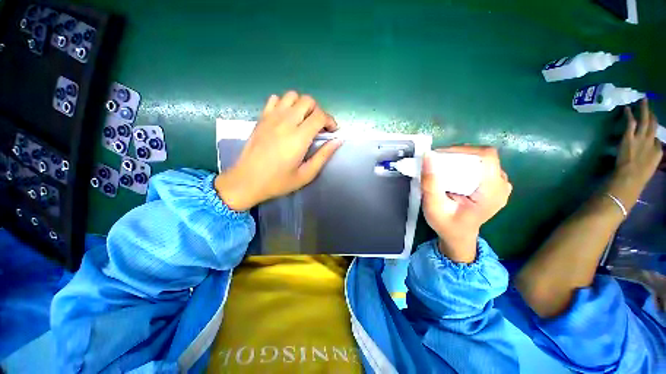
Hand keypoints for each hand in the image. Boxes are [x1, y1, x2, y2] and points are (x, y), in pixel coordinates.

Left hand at [215, 92, 342, 210]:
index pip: (320, 116)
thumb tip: (338, 140)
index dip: (330, 121)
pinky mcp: (261, 118)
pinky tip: (286, 118)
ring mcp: (271, 117)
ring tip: (303, 121)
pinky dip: (285, 104)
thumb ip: (323, 156)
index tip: (332, 132)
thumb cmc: (278, 182)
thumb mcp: (306, 174)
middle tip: (318, 127)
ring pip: (292, 96)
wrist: (246, 181)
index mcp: (298, 138)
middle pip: (307, 101)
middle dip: (318, 111)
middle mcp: (285, 122)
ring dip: (302, 105)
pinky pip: (275, 99)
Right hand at [421, 146, 512, 262]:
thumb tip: (428, 156)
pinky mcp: (494, 184)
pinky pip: (481, 165)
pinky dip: (464, 164)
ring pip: (481, 159)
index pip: (486, 156)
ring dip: (460, 159)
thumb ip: (430, 183)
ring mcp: (500, 184)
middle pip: (482, 156)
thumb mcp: (434, 207)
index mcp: (492, 192)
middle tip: (436, 161)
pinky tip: (452, 172)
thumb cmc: (446, 224)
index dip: (463, 149)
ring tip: (442, 166)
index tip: (440, 154)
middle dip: (457, 155)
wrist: (458, 235)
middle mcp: (501, 185)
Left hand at [606, 99, 662, 210]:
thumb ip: (649, 161)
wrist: (630, 179)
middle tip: (649, 104)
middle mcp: (651, 142)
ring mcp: (640, 139)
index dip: (654, 133)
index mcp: (658, 153)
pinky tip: (627, 108)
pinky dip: (629, 115)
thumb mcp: (648, 170)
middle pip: (653, 125)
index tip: (652, 126)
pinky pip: (630, 123)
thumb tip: (647, 156)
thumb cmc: (637, 179)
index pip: (657, 140)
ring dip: (644, 109)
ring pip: (645, 120)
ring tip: (643, 100)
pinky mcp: (629, 138)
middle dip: (652, 114)